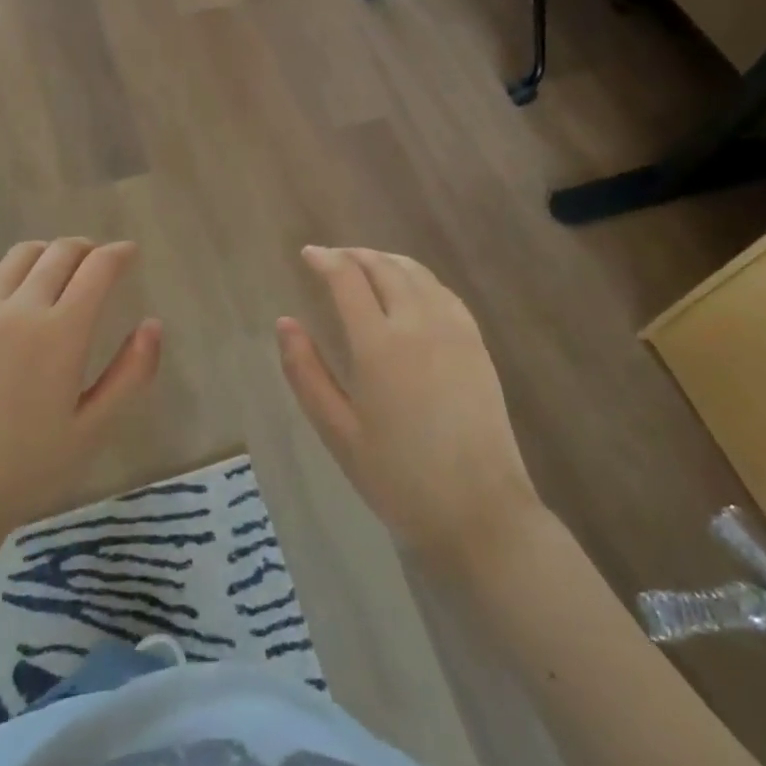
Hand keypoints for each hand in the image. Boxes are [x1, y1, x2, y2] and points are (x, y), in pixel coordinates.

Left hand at [0, 239, 161, 541]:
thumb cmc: (28, 468)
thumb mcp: (94, 429)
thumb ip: (131, 374)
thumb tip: (153, 324)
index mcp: (60, 334)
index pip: (96, 268)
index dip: (118, 254)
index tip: (130, 253)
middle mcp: (19, 309)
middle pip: (60, 252)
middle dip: (88, 249)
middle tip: (102, 261)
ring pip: (22, 254)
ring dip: (51, 253)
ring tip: (64, 271)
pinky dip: (15, 269)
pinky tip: (22, 292)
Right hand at [278, 246, 539, 559]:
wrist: (480, 511)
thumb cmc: (398, 478)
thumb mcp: (337, 432)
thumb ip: (306, 372)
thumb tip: (285, 322)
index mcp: (378, 345)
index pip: (347, 279)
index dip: (325, 260)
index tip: (308, 254)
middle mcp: (418, 324)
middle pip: (384, 267)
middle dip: (354, 255)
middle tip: (332, 258)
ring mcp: (454, 330)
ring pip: (417, 273)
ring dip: (386, 260)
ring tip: (365, 265)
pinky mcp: (476, 344)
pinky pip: (443, 292)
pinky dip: (418, 277)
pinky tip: (409, 289)